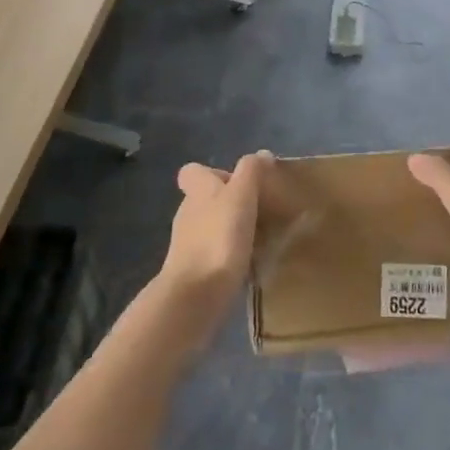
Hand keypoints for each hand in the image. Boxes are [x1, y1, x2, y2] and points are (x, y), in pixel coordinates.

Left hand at [152, 152, 268, 348]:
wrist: (196, 296)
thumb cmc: (219, 237)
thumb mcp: (241, 195)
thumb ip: (251, 171)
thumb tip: (262, 154)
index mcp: (198, 191)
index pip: (193, 172)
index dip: (213, 173)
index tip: (239, 182)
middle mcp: (188, 213)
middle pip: (205, 200)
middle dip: (230, 203)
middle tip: (260, 212)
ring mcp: (188, 245)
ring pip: (211, 228)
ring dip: (232, 230)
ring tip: (261, 239)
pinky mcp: (194, 272)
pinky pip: (215, 255)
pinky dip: (230, 256)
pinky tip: (250, 264)